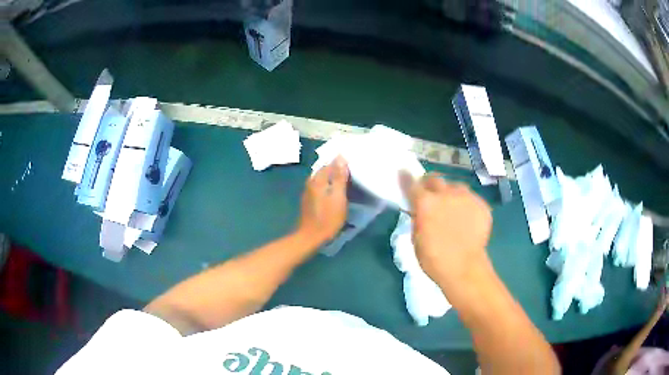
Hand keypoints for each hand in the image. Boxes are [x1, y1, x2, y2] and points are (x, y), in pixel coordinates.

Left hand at [296, 156, 348, 245]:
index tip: (354, 163)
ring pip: (323, 179)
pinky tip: (337, 191)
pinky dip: (329, 186)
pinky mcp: (309, 200)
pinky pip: (321, 187)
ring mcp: (308, 191)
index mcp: (317, 179)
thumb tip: (340, 157)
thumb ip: (339, 176)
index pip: (330, 163)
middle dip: (338, 169)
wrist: (311, 237)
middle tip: (353, 172)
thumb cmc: (328, 217)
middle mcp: (311, 182)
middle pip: (326, 170)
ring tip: (347, 180)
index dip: (342, 162)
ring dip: (334, 178)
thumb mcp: (338, 197)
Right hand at [401, 172, 492, 290]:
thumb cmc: (434, 259)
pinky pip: (471, 198)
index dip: (407, 178)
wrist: (464, 268)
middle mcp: (446, 194)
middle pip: (435, 178)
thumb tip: (419, 210)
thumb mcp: (416, 239)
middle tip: (430, 194)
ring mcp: (466, 197)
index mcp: (425, 203)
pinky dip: (466, 205)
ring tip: (453, 208)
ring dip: (450, 193)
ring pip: (456, 187)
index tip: (404, 173)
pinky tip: (467, 219)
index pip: (412, 183)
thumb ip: (418, 218)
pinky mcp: (481, 205)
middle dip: (430, 184)